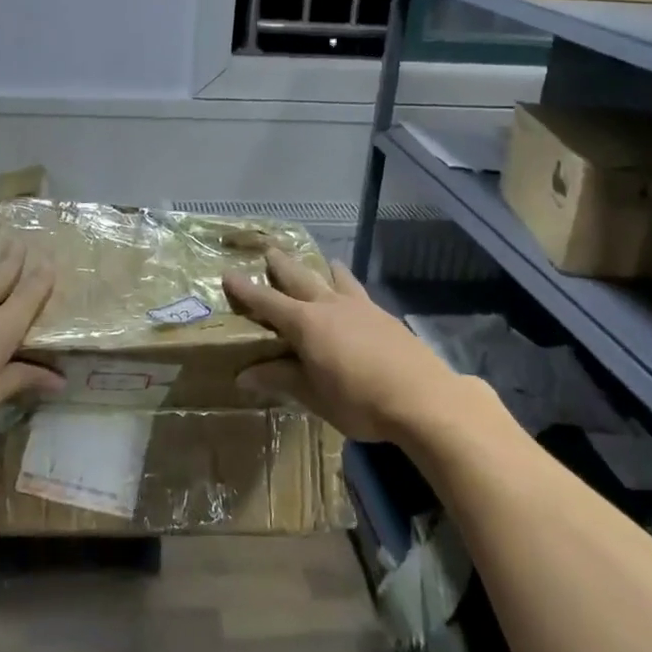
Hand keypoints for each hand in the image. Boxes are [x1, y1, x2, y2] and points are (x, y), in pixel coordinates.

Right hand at [223, 250, 462, 442]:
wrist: (423, 397)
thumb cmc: (360, 401)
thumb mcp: (314, 395)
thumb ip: (281, 379)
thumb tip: (244, 375)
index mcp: (306, 323)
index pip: (267, 302)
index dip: (246, 289)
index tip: (228, 273)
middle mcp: (330, 306)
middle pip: (300, 278)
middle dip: (282, 266)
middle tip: (270, 250)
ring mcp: (361, 307)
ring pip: (336, 279)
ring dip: (324, 269)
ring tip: (325, 261)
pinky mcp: (385, 316)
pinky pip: (359, 292)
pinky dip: (349, 286)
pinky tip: (355, 296)